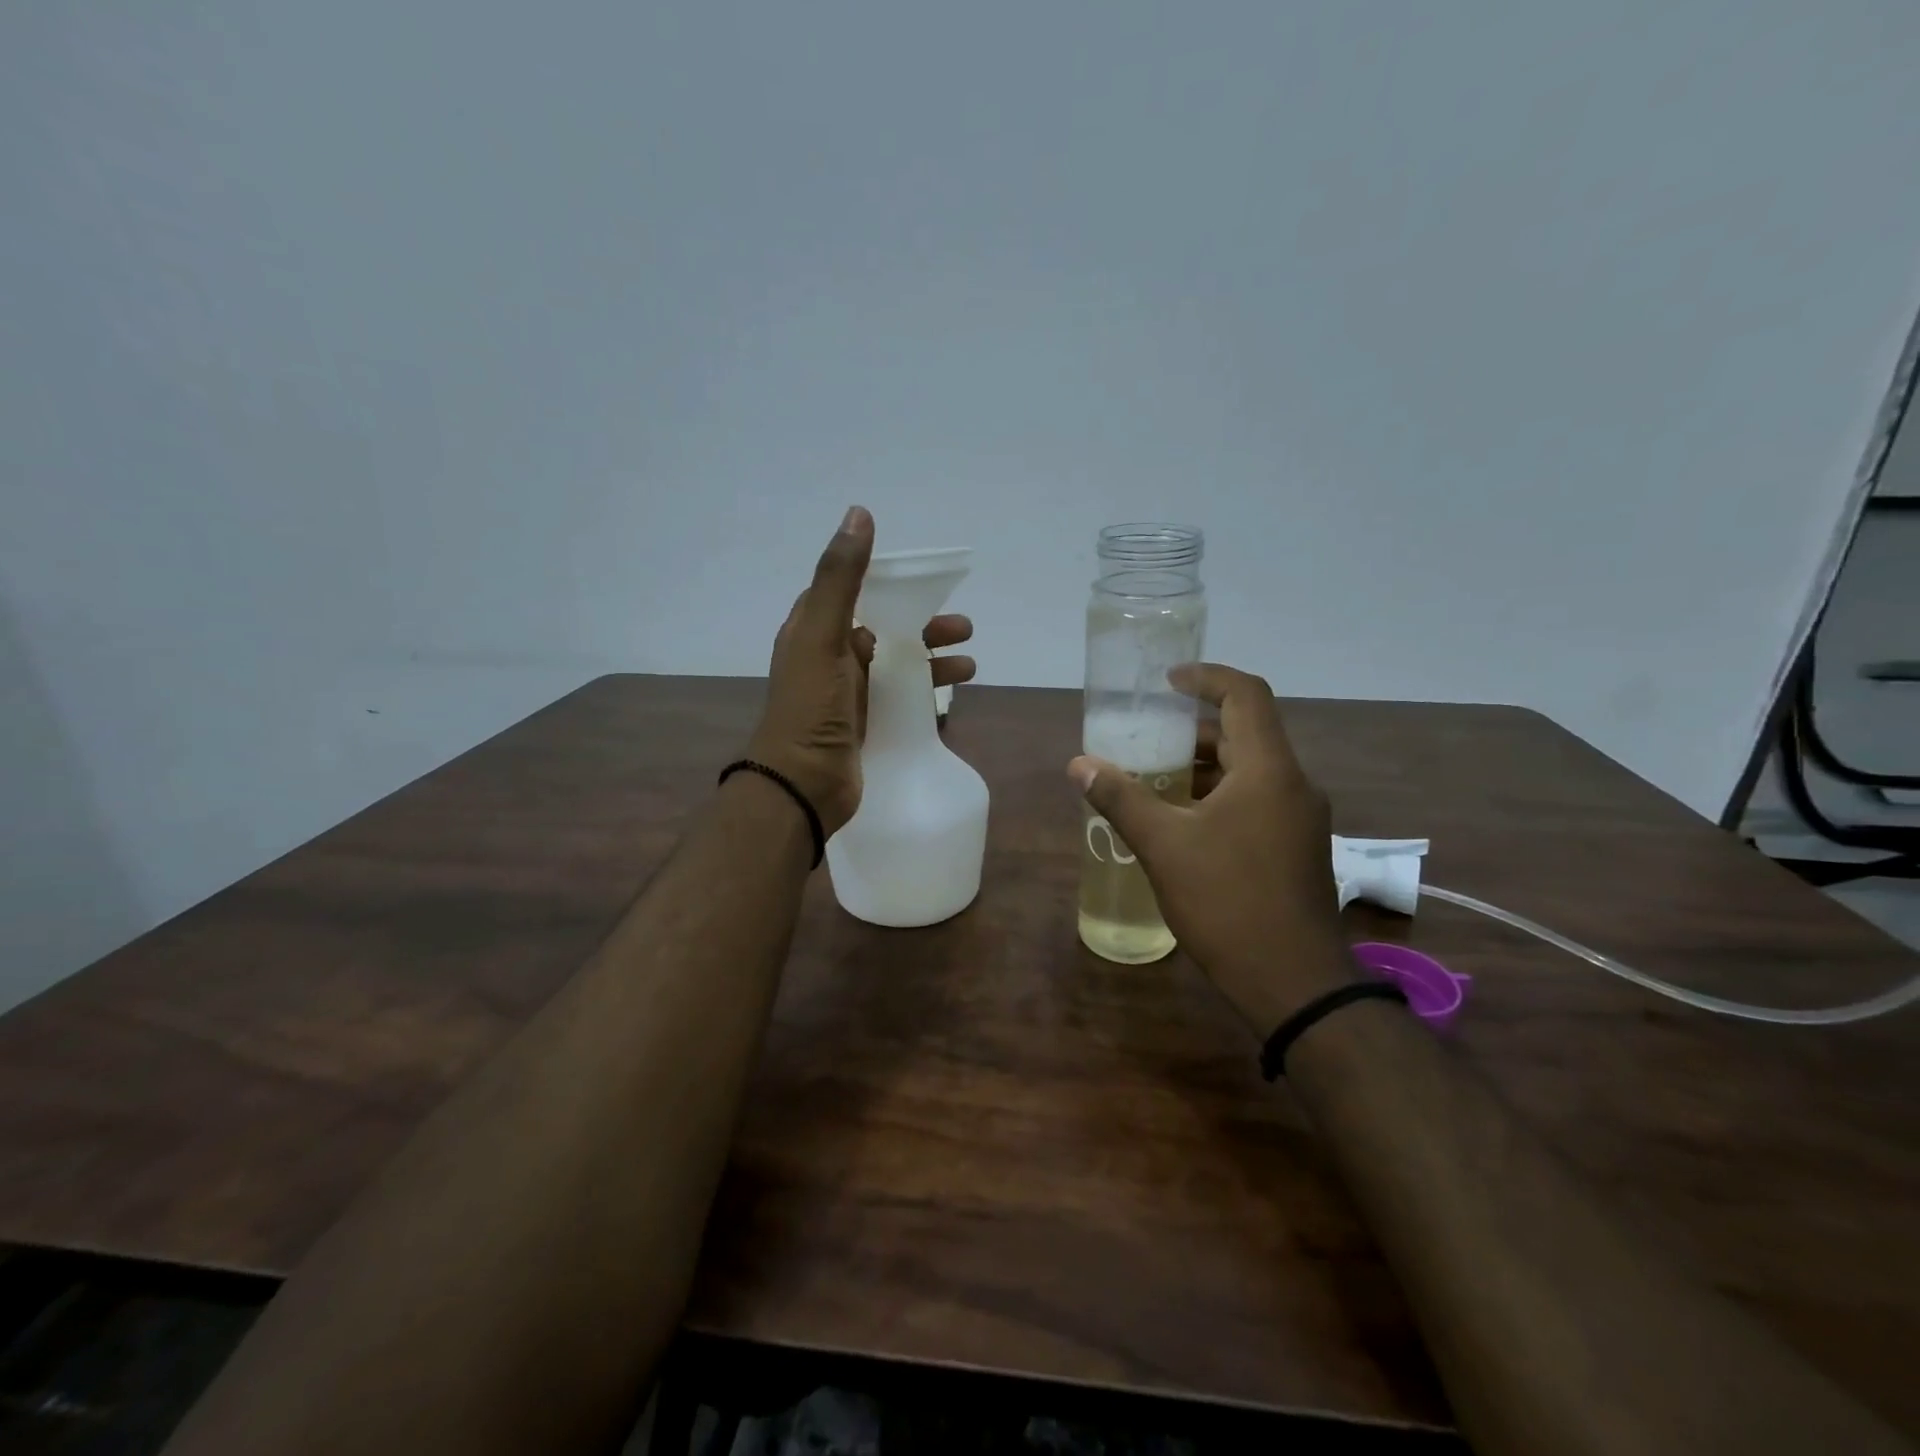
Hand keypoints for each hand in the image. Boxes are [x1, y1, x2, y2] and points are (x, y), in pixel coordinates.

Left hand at [747, 507, 976, 836]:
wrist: (802, 785)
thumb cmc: (811, 707)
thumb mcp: (823, 635)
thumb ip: (841, 578)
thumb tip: (859, 513)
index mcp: (813, 630)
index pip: (853, 592)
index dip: (888, 583)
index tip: (926, 581)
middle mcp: (830, 657)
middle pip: (884, 628)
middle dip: (924, 626)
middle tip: (964, 628)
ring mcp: (848, 694)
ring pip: (897, 665)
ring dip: (933, 660)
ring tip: (971, 666)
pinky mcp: (865, 723)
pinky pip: (901, 698)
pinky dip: (927, 692)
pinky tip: (953, 697)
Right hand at [1068, 664, 1350, 1032]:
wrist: (1294, 983)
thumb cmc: (1228, 903)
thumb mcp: (1164, 847)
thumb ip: (1121, 799)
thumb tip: (1079, 764)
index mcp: (1268, 770)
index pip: (1245, 695)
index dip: (1206, 677)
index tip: (1166, 681)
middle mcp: (1293, 784)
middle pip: (1246, 731)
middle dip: (1194, 728)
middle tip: (1146, 737)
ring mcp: (1300, 818)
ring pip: (1251, 769)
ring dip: (1205, 765)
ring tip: (1154, 778)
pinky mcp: (1296, 847)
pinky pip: (1256, 799)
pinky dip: (1219, 794)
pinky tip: (1183, 821)